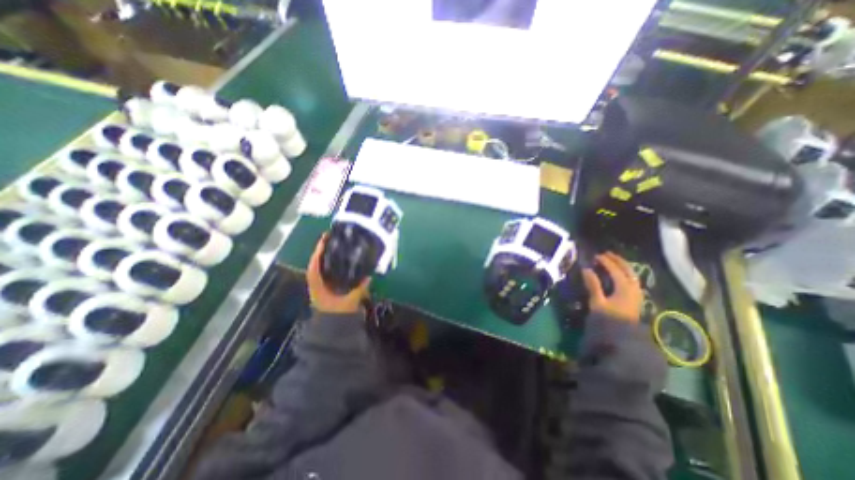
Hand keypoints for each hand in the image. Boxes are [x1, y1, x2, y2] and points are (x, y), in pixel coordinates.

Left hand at [309, 232, 372, 313]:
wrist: (334, 327)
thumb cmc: (339, 313)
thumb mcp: (350, 301)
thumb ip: (359, 289)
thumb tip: (369, 276)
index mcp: (317, 284)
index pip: (314, 264)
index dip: (318, 251)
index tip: (324, 238)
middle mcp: (317, 282)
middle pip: (318, 262)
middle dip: (324, 250)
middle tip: (333, 238)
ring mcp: (322, 284)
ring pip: (322, 266)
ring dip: (328, 255)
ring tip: (338, 244)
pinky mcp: (328, 286)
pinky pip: (329, 271)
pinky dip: (333, 263)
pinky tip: (343, 259)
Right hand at [582, 251, 640, 322]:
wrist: (622, 338)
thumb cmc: (608, 319)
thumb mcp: (597, 302)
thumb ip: (593, 285)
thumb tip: (586, 269)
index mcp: (624, 288)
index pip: (615, 270)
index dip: (606, 261)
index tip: (595, 256)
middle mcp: (634, 288)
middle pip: (628, 270)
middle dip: (617, 260)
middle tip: (606, 254)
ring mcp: (636, 294)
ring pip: (632, 275)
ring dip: (623, 266)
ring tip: (613, 261)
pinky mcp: (635, 299)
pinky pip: (632, 281)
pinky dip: (626, 274)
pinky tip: (620, 275)